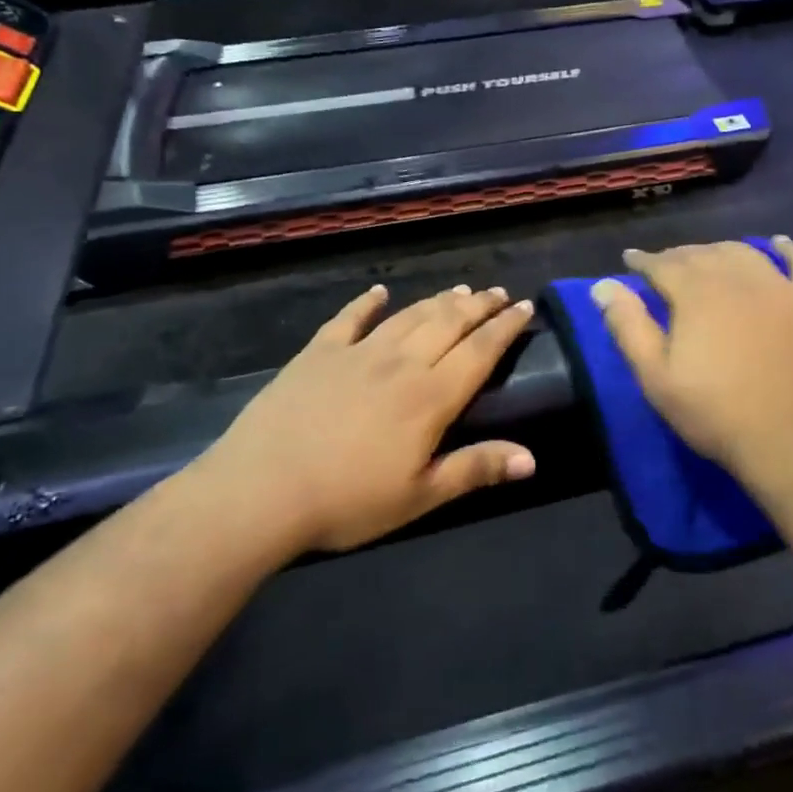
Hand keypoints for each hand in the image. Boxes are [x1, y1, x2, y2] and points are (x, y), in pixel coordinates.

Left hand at [198, 284, 536, 552]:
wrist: (261, 490)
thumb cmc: (347, 501)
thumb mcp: (419, 496)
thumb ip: (474, 469)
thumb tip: (531, 458)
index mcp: (430, 397)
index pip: (480, 351)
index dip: (505, 327)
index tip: (525, 307)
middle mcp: (400, 363)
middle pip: (448, 323)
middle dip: (479, 305)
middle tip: (499, 293)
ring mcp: (357, 352)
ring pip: (408, 316)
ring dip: (438, 301)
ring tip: (460, 290)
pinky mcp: (318, 353)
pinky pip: (349, 318)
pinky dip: (367, 303)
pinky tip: (379, 292)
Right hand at [592, 239, 792, 491]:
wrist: (791, 442)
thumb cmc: (715, 413)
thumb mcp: (656, 377)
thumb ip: (628, 326)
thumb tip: (603, 285)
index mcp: (696, 294)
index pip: (663, 264)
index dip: (643, 261)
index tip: (631, 260)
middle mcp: (738, 278)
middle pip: (702, 254)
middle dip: (678, 256)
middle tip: (665, 266)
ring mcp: (781, 287)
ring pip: (744, 253)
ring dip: (720, 251)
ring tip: (708, 259)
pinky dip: (787, 249)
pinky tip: (778, 244)